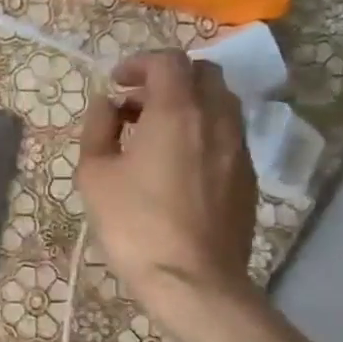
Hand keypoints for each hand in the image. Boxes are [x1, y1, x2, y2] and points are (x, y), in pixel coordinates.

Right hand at [75, 50, 257, 309]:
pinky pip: (226, 134)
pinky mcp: (247, 176)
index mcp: (176, 112)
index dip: (139, 64)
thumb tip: (106, 105)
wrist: (192, 279)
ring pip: (220, 103)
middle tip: (135, 104)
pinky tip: (175, 163)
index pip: (168, 62)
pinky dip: (201, 130)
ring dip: (187, 104)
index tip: (116, 84)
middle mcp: (216, 119)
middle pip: (203, 74)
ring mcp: (238, 148)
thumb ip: (98, 128)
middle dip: (168, 78)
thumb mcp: (95, 174)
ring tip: (153, 134)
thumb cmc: (134, 223)